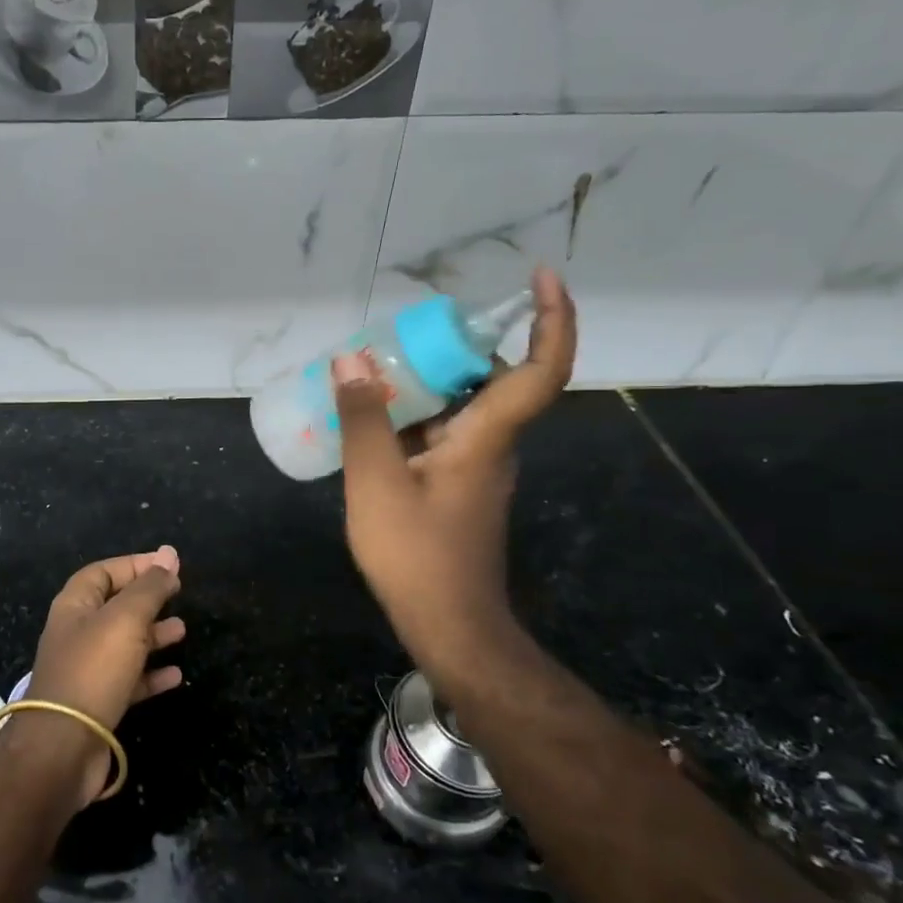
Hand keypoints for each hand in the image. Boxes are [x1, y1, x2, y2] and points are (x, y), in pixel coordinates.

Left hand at [20, 545, 185, 802]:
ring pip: (124, 643)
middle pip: (115, 606)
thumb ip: (149, 587)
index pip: (104, 572)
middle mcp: (77, 633)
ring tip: (183, 630)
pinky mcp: (98, 703)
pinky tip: (176, 675)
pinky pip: (129, 680)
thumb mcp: (126, 619)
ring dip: (153, 634)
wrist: (63, 748)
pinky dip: (152, 674)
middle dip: (147, 599)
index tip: (169, 565)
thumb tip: (168, 553)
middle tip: (179, 595)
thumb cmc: (93, 670)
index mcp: (75, 606)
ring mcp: (86, 670)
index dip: (135, 565)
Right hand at [332, 268, 576, 688]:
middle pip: (494, 379)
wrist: (448, 625)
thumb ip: (363, 420)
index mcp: (487, 437)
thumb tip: (351, 359)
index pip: (540, 368)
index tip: (541, 276)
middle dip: (458, 346)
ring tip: (375, 372)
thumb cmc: (416, 554)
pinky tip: (373, 423)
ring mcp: (478, 469)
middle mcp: (494, 446)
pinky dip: (417, 417)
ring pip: (465, 408)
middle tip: (406, 332)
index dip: (551, 318)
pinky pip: (446, 434)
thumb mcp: (375, 482)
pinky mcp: (460, 488)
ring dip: (430, 383)